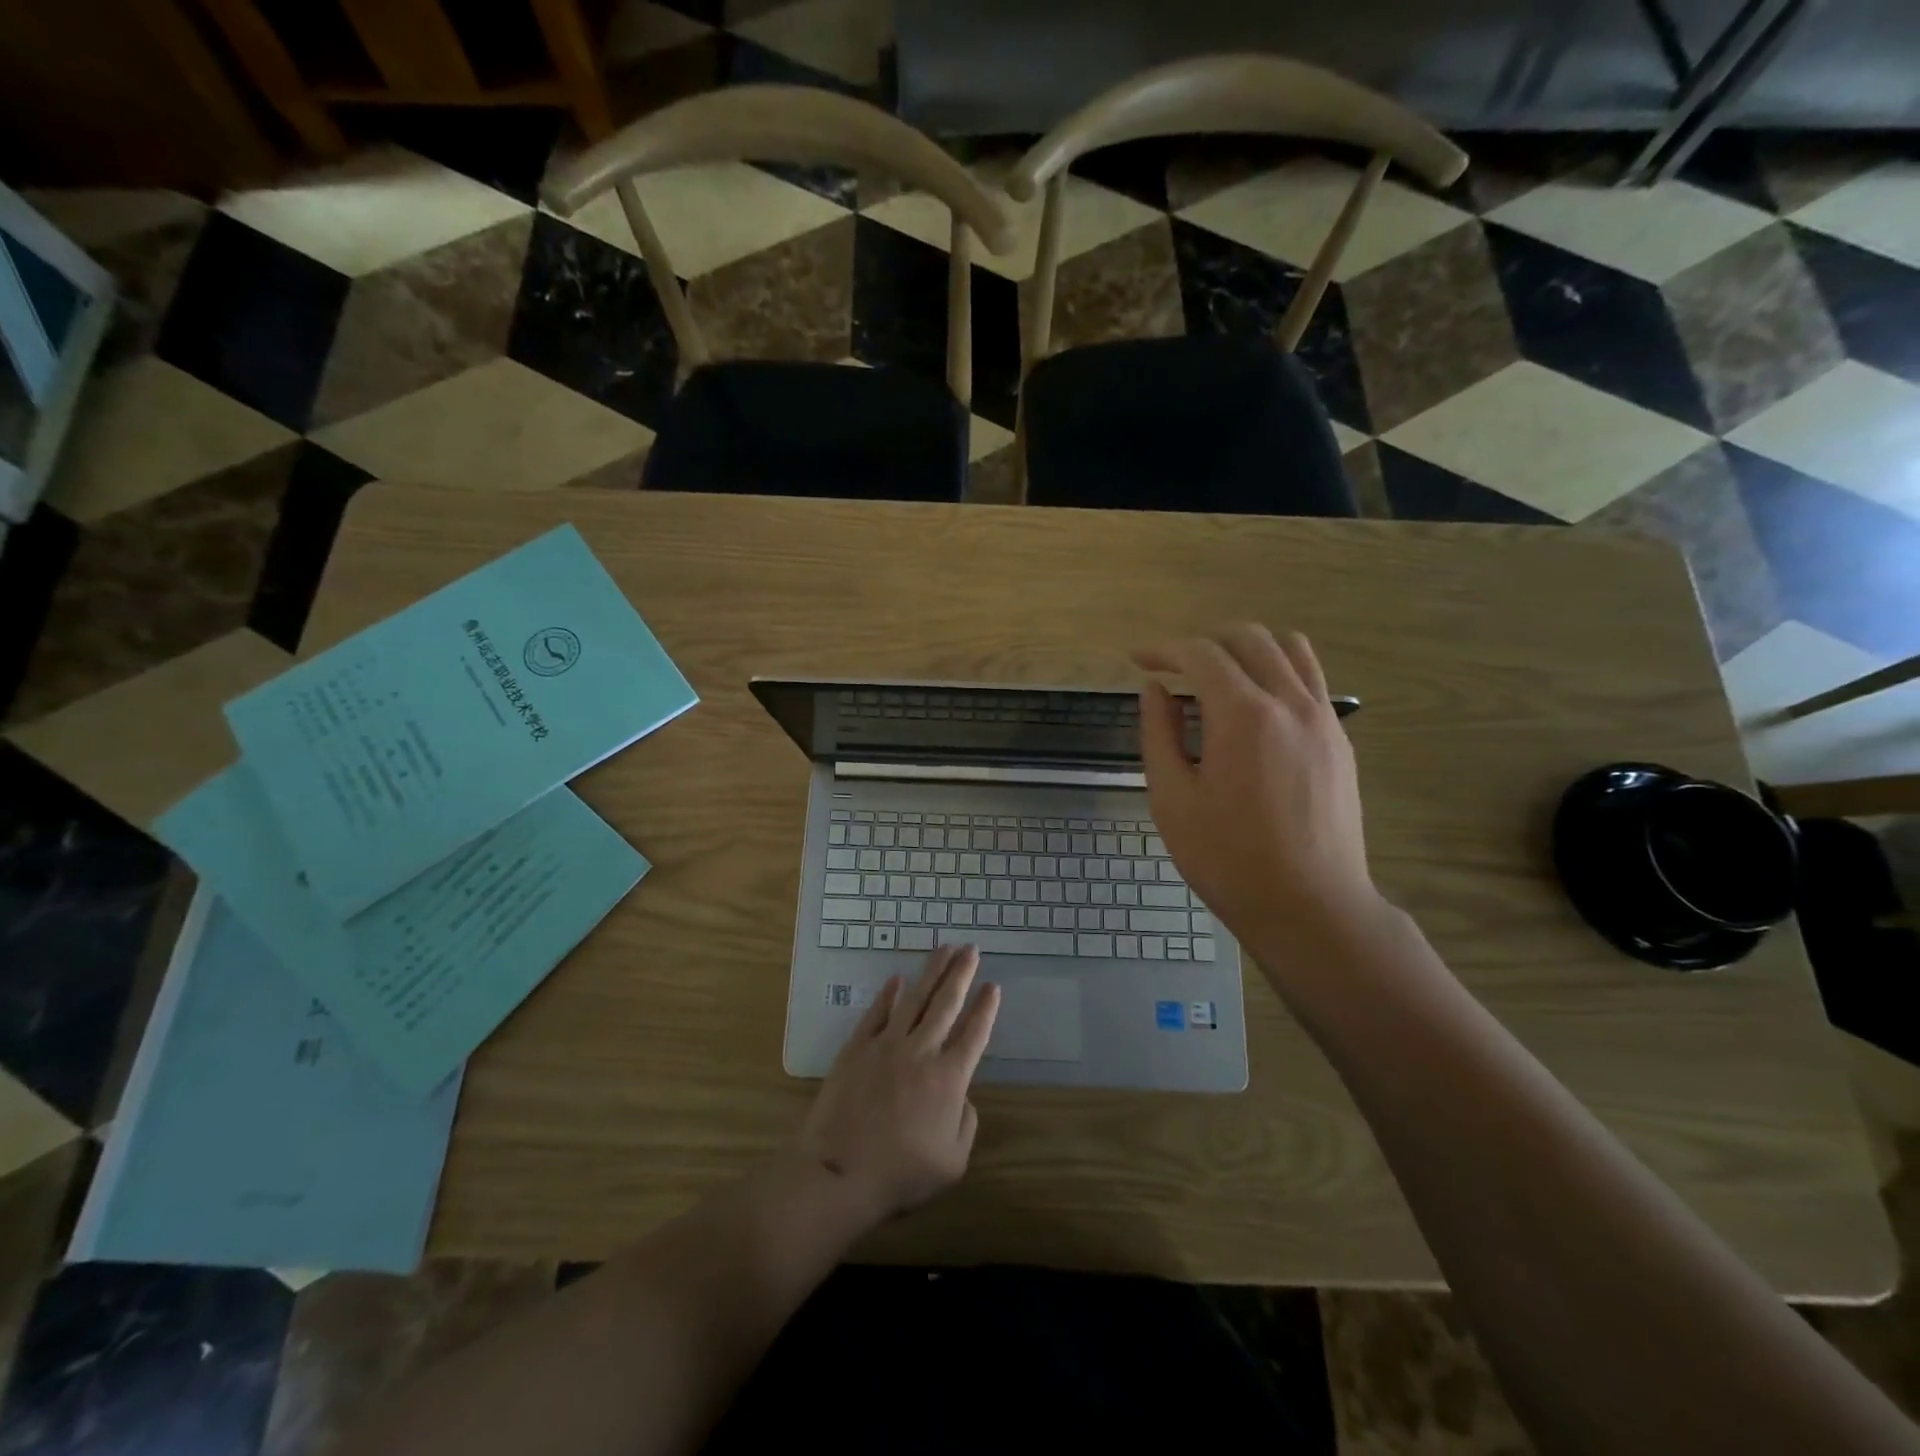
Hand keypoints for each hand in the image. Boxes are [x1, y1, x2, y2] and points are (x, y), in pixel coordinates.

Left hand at [794, 945, 999, 1222]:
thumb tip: (961, 1096)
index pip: (975, 1033)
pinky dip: (889, 994)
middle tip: (971, 949)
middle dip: (961, 973)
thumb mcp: (952, 1163)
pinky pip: (877, 1012)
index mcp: (949, 1078)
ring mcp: (887, 1045)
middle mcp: (922, 1051)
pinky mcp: (857, 1047)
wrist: (839, 1173)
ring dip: (932, 971)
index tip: (993, 986)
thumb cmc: (900, 1175)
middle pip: (947, 1003)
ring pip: (915, 998)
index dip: (986, 1008)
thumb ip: (965, 1123)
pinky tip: (897, 978)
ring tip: (944, 948)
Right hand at [1135, 624, 1382, 951]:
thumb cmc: (1227, 859)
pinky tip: (1254, 706)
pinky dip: (1277, 671)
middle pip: (1249, 638)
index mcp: (1243, 715)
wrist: (1309, 907)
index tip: (1138, 660)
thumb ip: (1159, 734)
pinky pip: (1310, 679)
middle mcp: (1289, 702)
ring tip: (1217, 675)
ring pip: (1289, 648)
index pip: (1201, 655)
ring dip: (1246, 648)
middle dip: (1204, 642)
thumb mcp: (1172, 799)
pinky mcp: (1339, 739)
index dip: (1164, 650)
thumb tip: (1154, 689)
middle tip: (1172, 667)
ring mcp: (1323, 718)